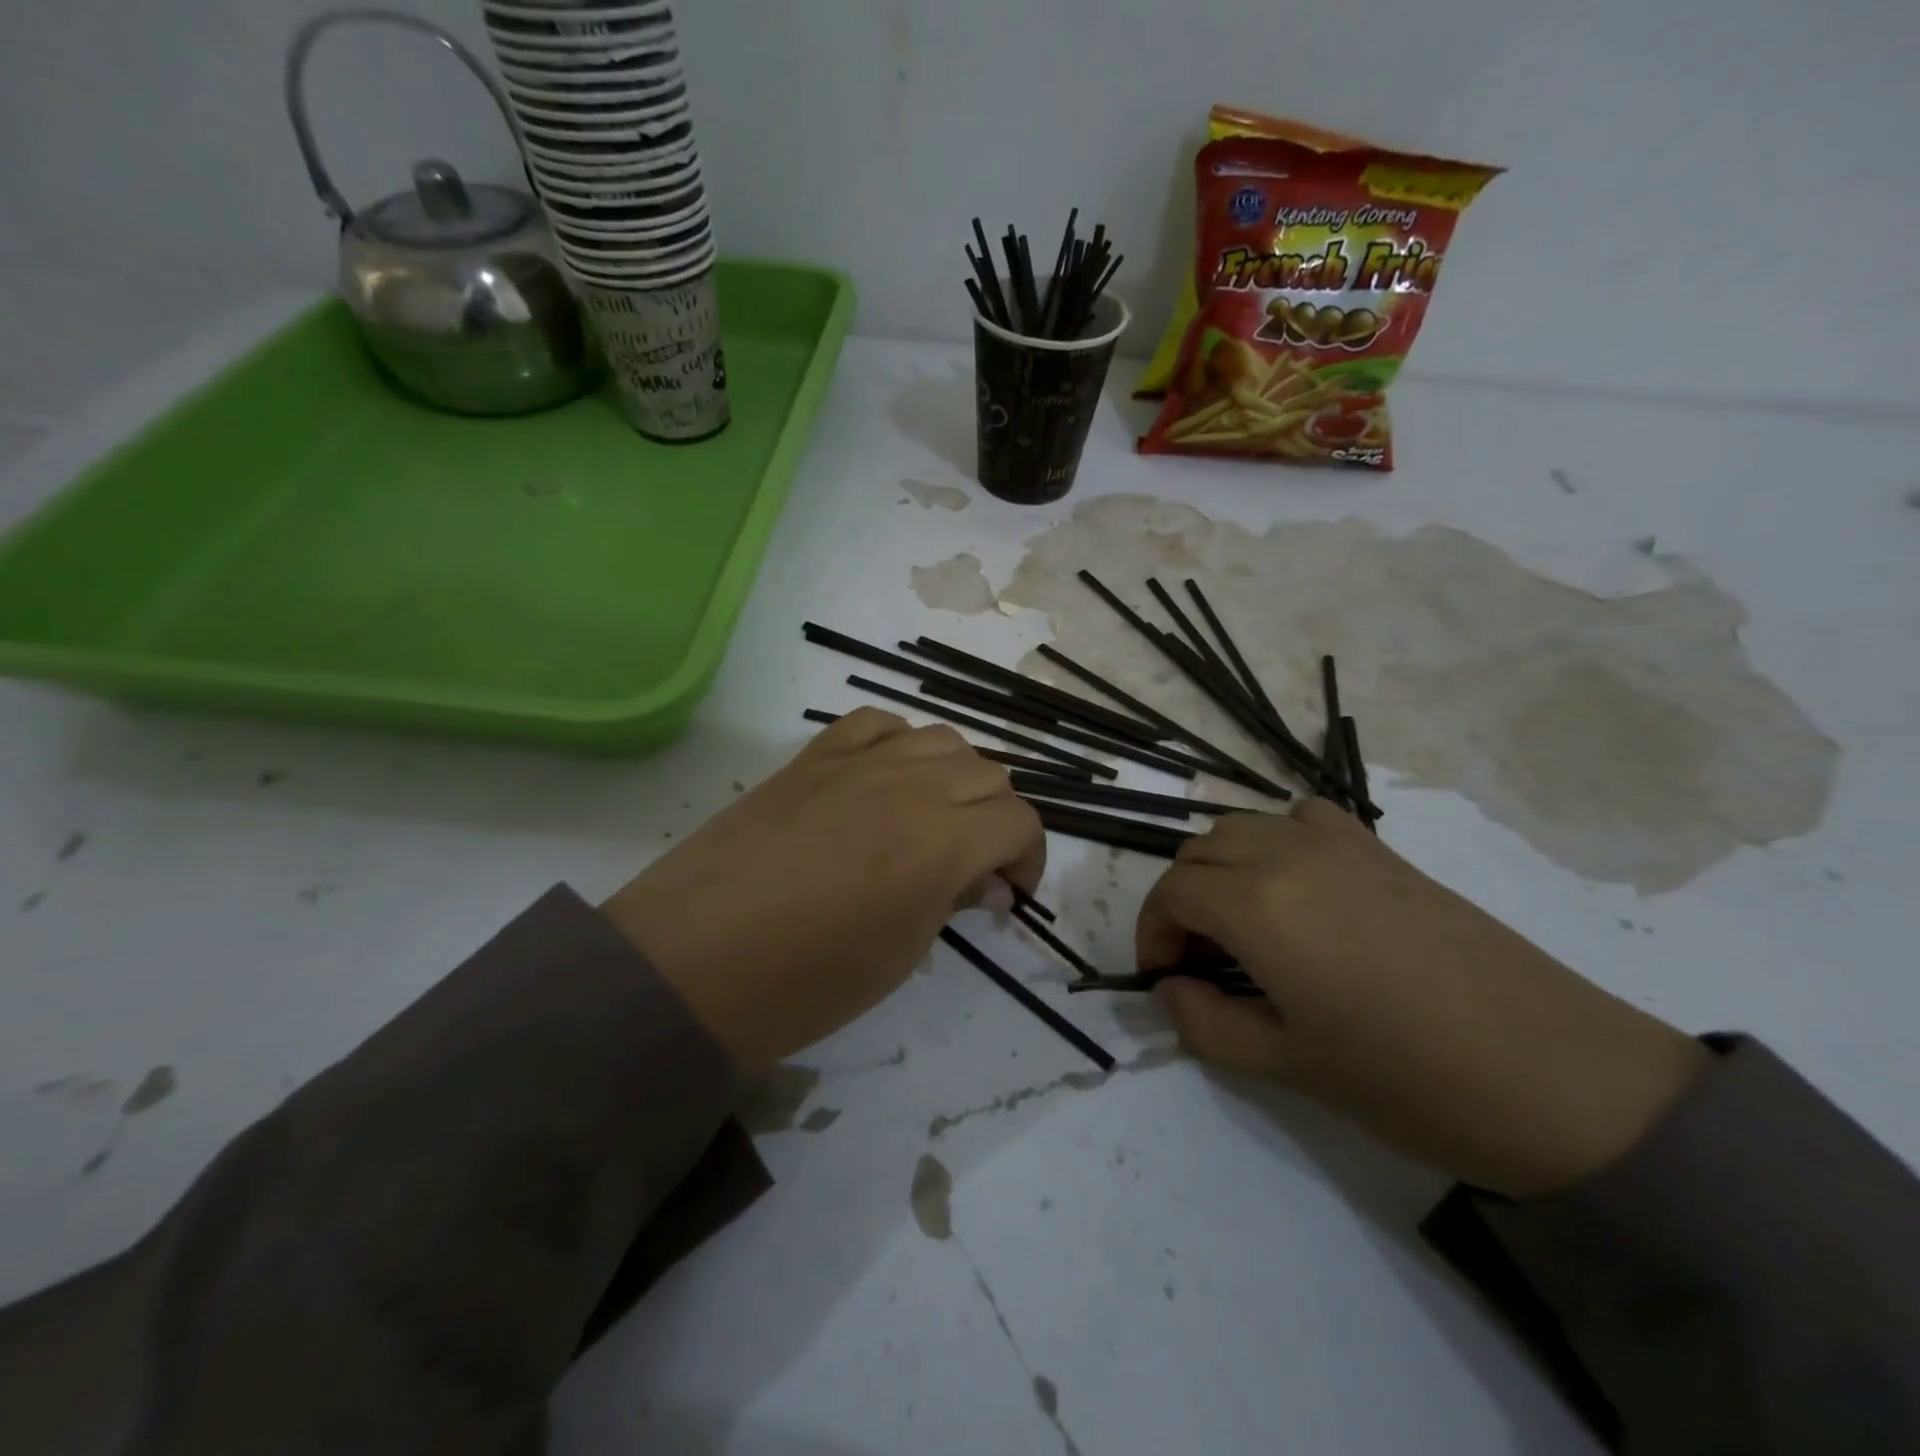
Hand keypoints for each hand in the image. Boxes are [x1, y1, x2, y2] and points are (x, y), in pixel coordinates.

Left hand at [602, 709, 1044, 1070]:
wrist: (693, 964)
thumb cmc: (807, 982)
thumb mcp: (902, 953)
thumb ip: (954, 899)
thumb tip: (987, 881)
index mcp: (942, 841)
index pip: (1019, 822)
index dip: (1029, 858)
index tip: (1011, 892)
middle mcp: (910, 785)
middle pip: (988, 774)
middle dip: (998, 819)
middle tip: (976, 864)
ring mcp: (857, 762)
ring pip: (941, 739)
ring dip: (956, 778)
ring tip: (935, 818)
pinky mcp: (813, 757)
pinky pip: (876, 723)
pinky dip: (899, 744)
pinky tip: (888, 777)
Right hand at [1139, 801, 1707, 1197]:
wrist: (1562, 1078)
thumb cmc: (1410, 1080)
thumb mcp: (1288, 1066)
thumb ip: (1206, 1024)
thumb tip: (1170, 990)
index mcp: (1258, 905)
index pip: (1171, 891)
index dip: (1151, 932)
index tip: (1163, 978)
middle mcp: (1288, 854)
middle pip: (1199, 851)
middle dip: (1181, 900)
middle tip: (1199, 959)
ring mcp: (1340, 844)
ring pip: (1244, 827)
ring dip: (1221, 867)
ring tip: (1243, 926)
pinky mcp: (1383, 849)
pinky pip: (1303, 818)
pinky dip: (1277, 842)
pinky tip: (1300, 889)